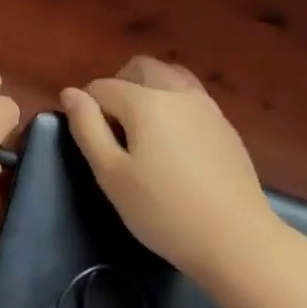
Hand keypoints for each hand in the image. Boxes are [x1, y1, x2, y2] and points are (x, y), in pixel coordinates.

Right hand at [61, 56, 276, 277]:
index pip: (103, 87)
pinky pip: (192, 99)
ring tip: (142, 132)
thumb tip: (71, 93)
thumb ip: (87, 128)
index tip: (91, 143)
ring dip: (149, 90)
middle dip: (119, 86)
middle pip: (141, 68)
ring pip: (172, 77)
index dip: (87, 109)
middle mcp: (180, 94)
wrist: (235, 239)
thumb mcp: (111, 174)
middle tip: (112, 128)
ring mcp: (209, 108)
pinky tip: (173, 147)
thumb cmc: (162, 211)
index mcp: (147, 102)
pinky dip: (173, 106)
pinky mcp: (226, 128)